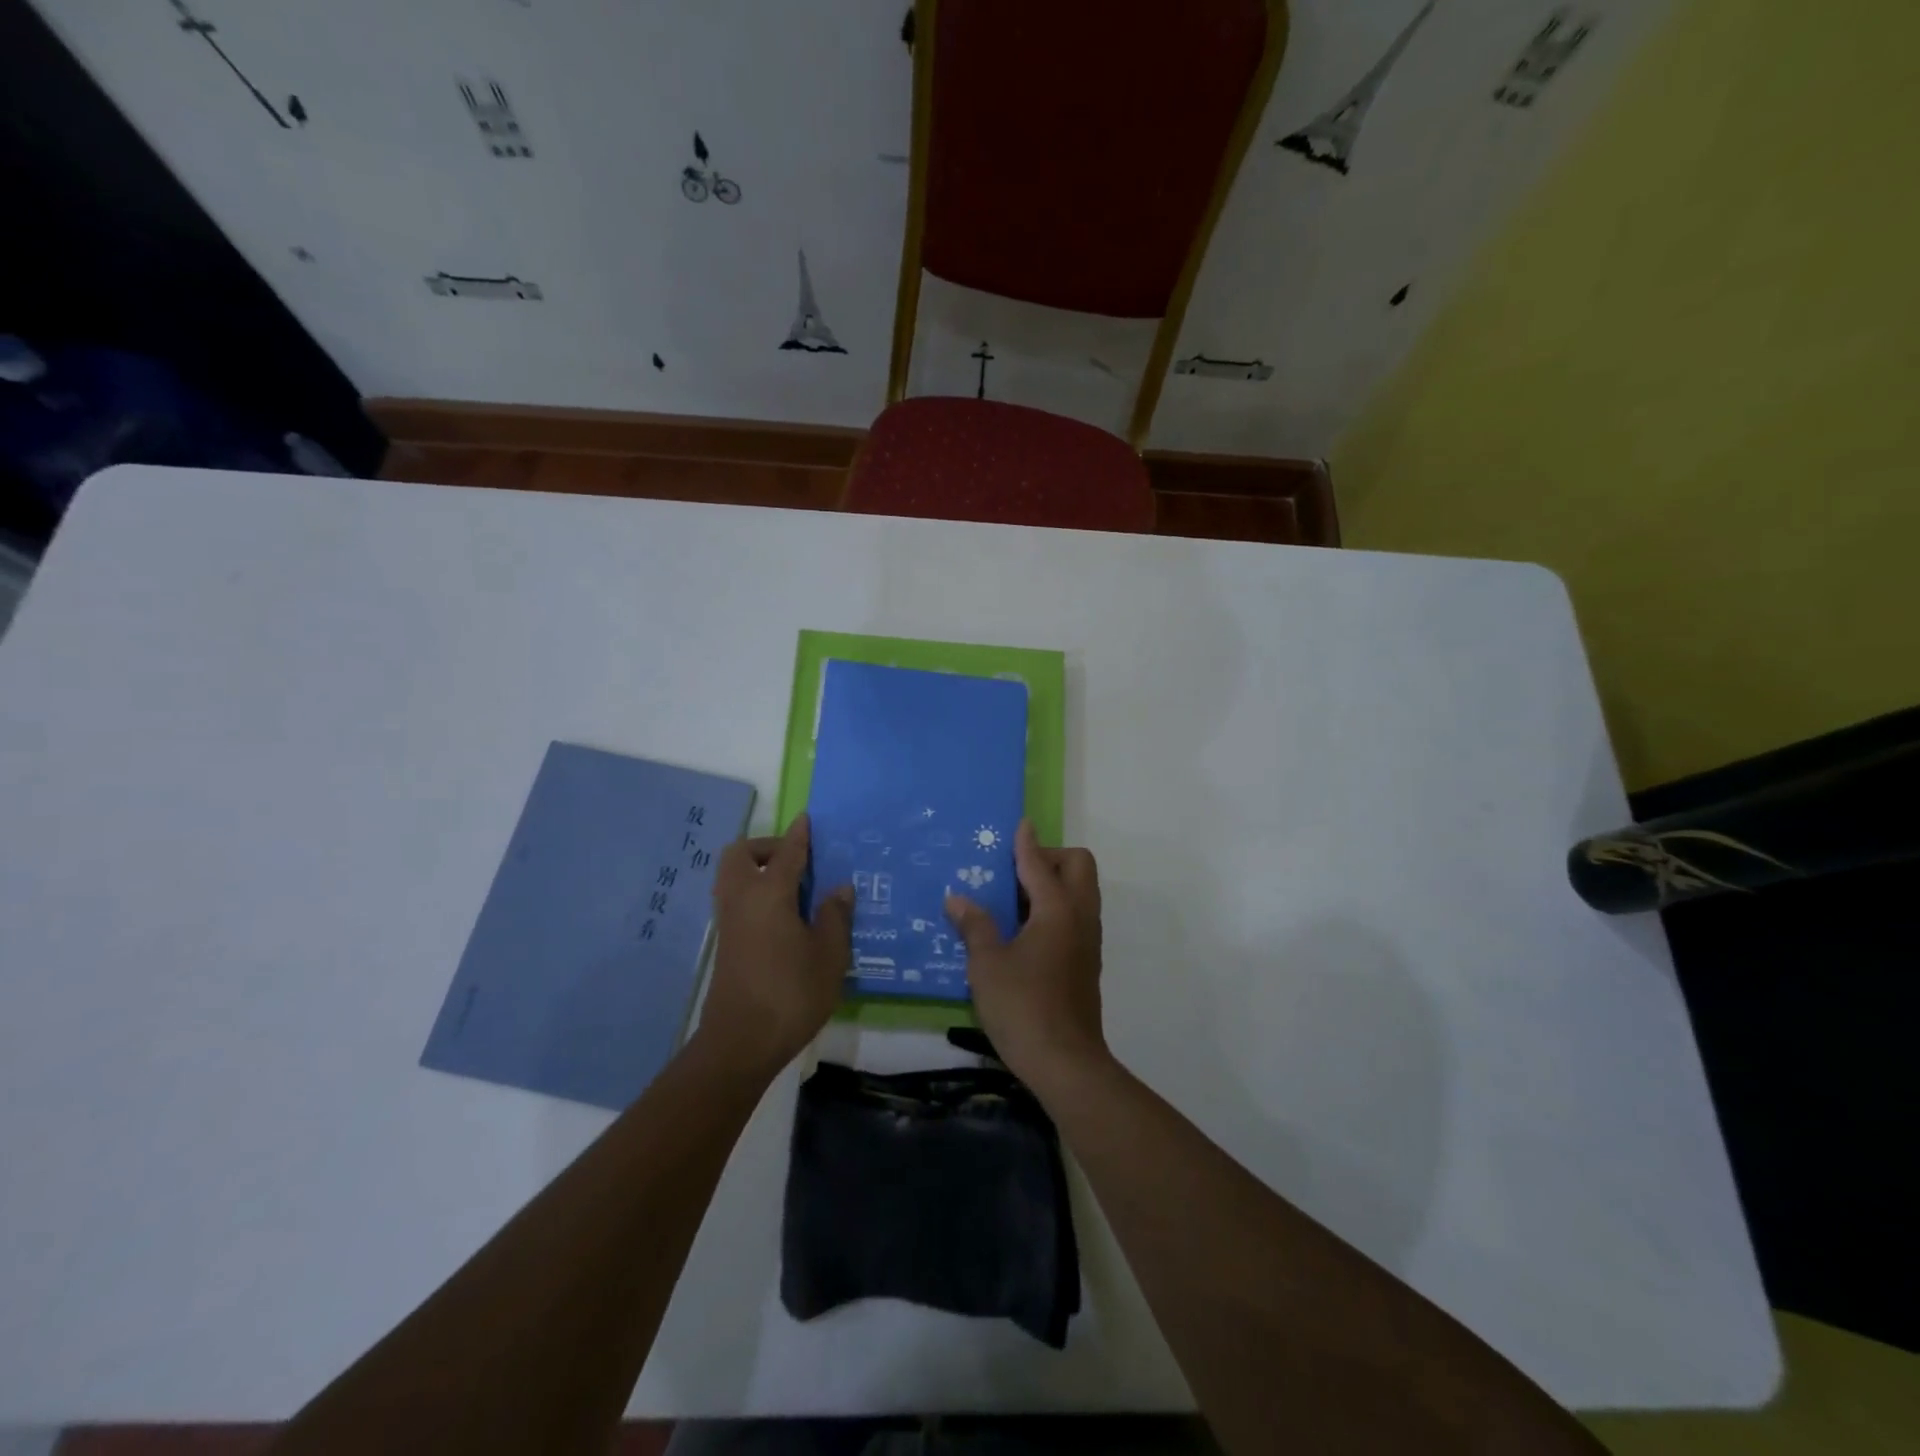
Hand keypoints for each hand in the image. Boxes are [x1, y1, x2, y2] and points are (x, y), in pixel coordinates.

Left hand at [699, 814, 852, 1077]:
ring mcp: (728, 921)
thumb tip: (839, 888)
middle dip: (765, 847)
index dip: (799, 835)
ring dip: (755, 868)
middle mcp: (742, 898)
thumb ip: (835, 916)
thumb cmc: (792, 993)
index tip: (807, 820)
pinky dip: (752, 891)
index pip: (786, 852)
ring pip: (732, 876)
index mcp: (769, 894)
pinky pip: (735, 898)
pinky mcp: (725, 942)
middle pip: (740, 854)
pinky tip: (780, 914)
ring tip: (791, 886)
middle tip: (795, 860)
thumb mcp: (829, 954)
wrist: (741, 1041)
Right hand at [945, 820, 1107, 1085]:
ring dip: (1054, 883)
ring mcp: (1088, 940)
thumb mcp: (987, 965)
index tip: (1020, 824)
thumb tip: (957, 899)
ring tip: (1014, 899)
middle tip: (1013, 873)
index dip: (1026, 842)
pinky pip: (1076, 916)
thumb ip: (974, 926)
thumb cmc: (1023, 1007)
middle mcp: (1079, 917)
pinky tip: (1023, 930)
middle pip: (1078, 866)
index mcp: (1057, 910)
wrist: (1066, 1063)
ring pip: (1080, 892)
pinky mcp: (1086, 961)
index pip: (1040, 863)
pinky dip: (1056, 908)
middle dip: (1050, 858)